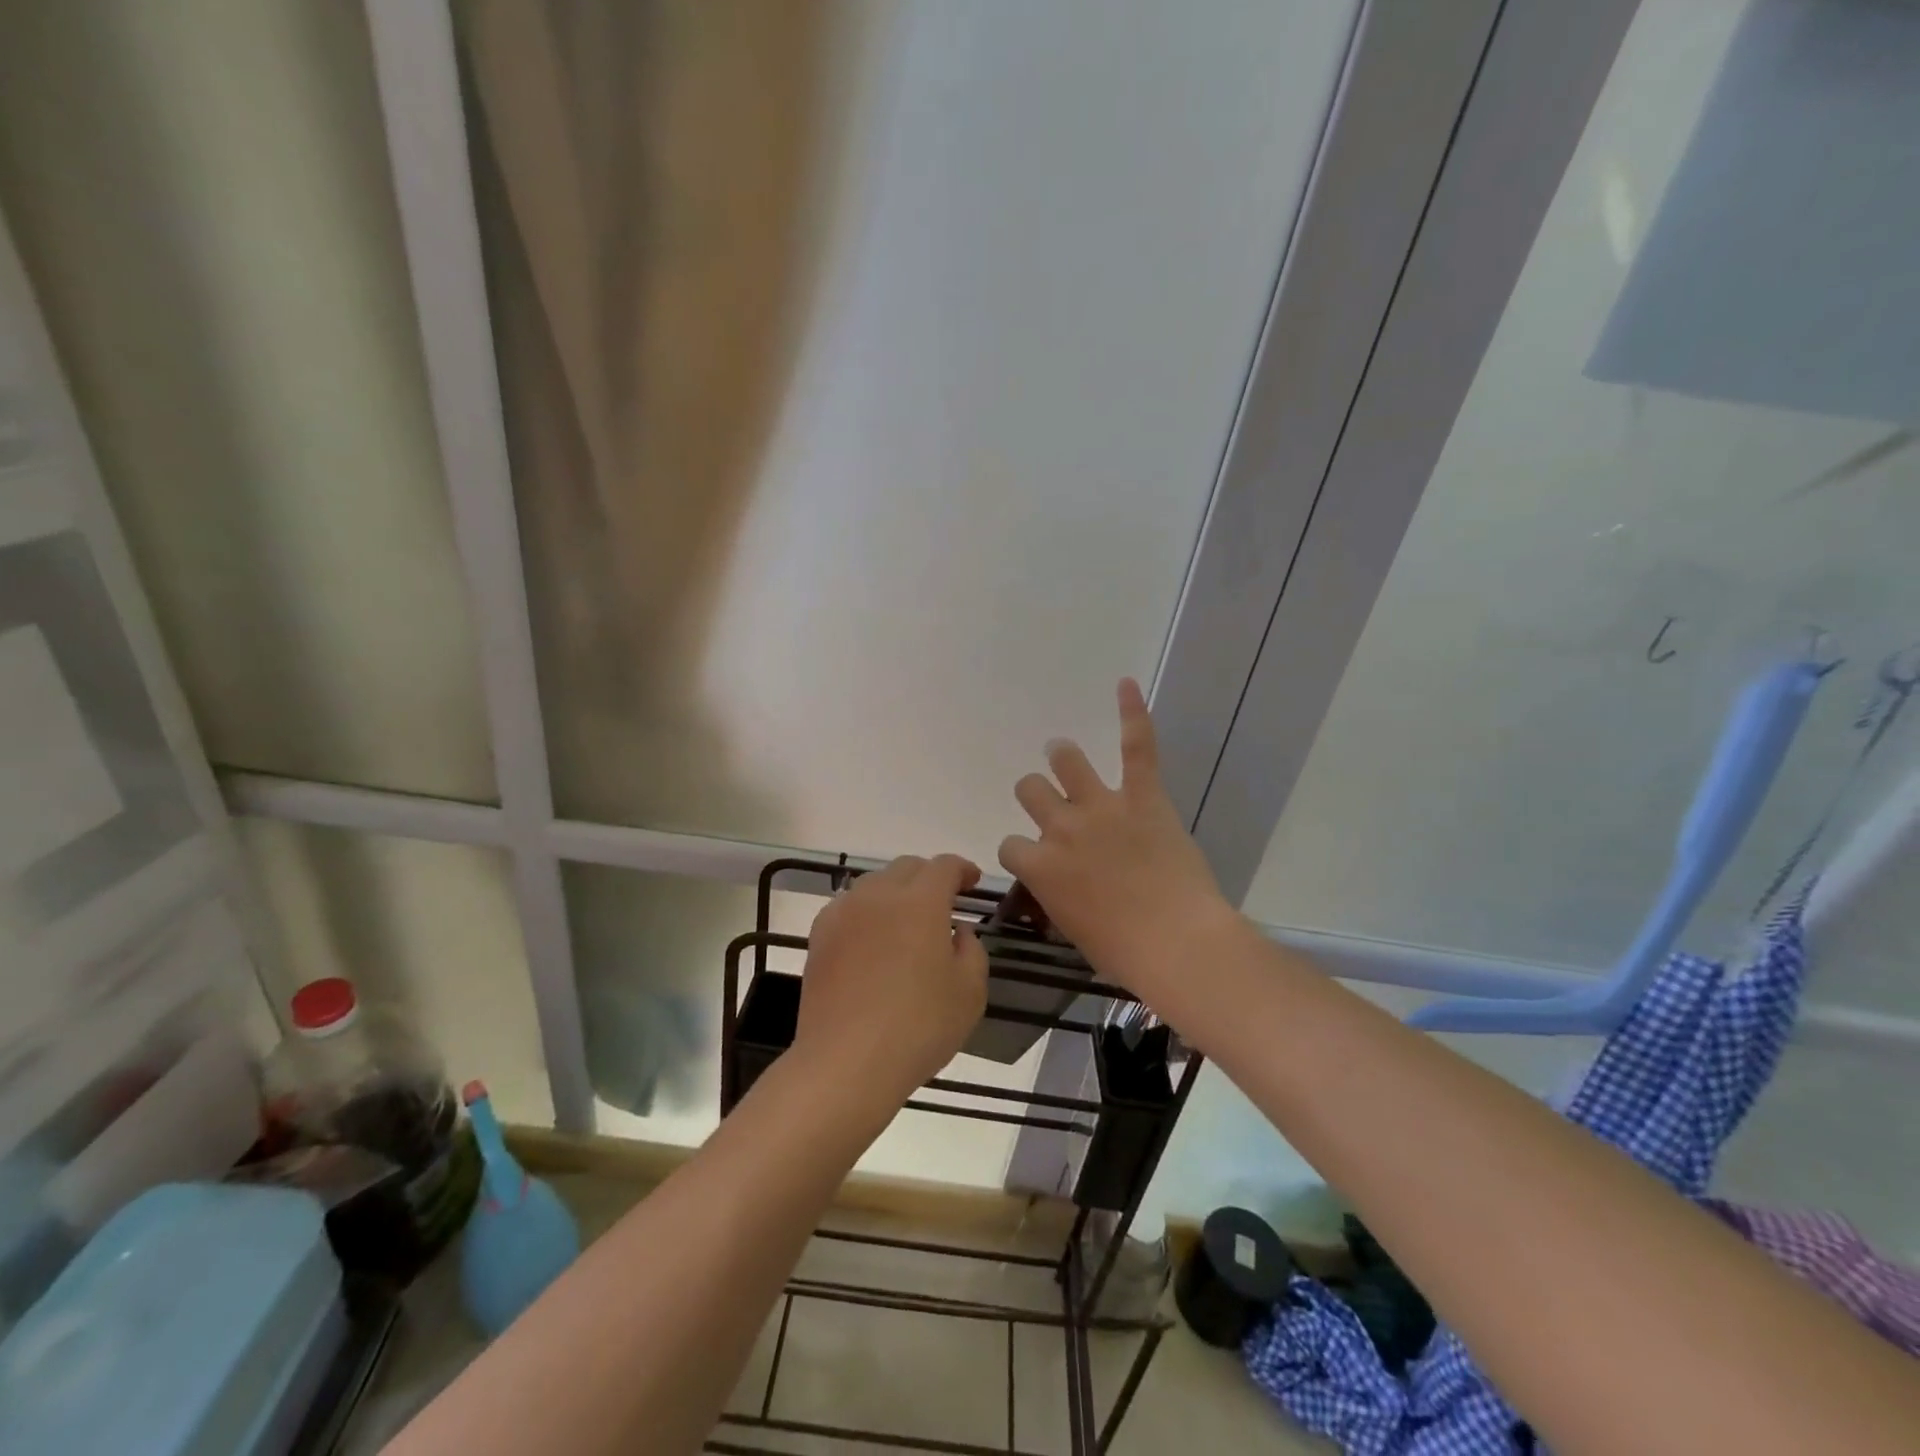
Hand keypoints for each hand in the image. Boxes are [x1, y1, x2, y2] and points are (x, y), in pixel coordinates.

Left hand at [793, 854, 988, 1110]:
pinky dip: (867, 911)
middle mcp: (879, 895)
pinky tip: (873, 940)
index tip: (972, 882)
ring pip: (874, 883)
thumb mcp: (970, 992)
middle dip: (929, 877)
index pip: (944, 866)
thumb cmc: (918, 1027)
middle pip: (907, 867)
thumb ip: (972, 950)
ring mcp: (844, 912)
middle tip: (943, 903)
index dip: (962, 869)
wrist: (846, 1062)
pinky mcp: (819, 935)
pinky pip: (849, 906)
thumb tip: (958, 931)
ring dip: (896, 892)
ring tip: (906, 922)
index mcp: (921, 901)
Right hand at [999, 678, 1236, 1004]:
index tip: (1040, 863)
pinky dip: (1132, 714)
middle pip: (1030, 791)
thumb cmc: (1124, 952)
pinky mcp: (1143, 796)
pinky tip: (1126, 684)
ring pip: (1066, 762)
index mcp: (1041, 867)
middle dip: (1036, 796)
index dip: (1023, 852)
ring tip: (1063, 753)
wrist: (1176, 943)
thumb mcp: (1074, 930)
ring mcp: (1101, 807)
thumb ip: (1058, 898)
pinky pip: (1136, 747)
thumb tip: (1062, 887)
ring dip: (1062, 758)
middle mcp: (1061, 828)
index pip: (1010, 845)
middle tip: (1053, 806)